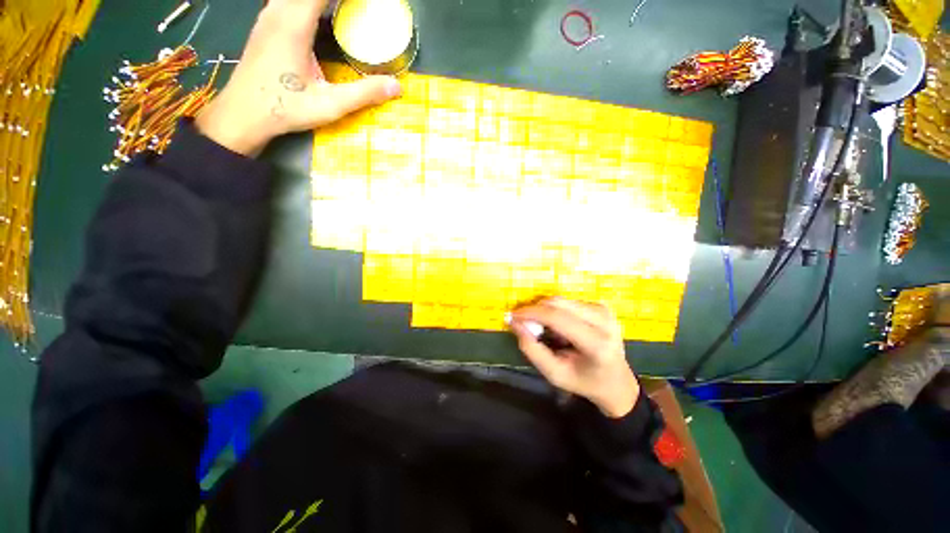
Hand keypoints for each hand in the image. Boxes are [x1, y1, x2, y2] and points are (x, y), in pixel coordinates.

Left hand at [196, 0, 401, 155]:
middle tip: (360, 12)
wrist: (243, 114)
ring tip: (344, 14)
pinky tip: (321, 17)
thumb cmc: (284, 108)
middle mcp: (279, 10)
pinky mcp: (266, 25)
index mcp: (294, 22)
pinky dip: (309, 6)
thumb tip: (396, 86)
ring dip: (322, 3)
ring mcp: (269, 15)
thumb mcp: (330, 105)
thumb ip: (364, 93)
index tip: (368, 5)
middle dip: (336, 0)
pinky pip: (289, 2)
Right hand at [510, 298, 639, 417]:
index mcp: (597, 343)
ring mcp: (604, 311)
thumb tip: (515, 323)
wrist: (616, 381)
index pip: (557, 318)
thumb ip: (533, 350)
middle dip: (535, 310)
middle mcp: (604, 321)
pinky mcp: (601, 306)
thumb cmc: (584, 381)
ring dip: (545, 311)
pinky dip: (555, 311)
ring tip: (544, 330)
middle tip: (524, 324)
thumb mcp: (555, 374)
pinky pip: (568, 302)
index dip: (531, 313)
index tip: (513, 316)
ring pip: (561, 300)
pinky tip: (558, 327)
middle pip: (558, 303)